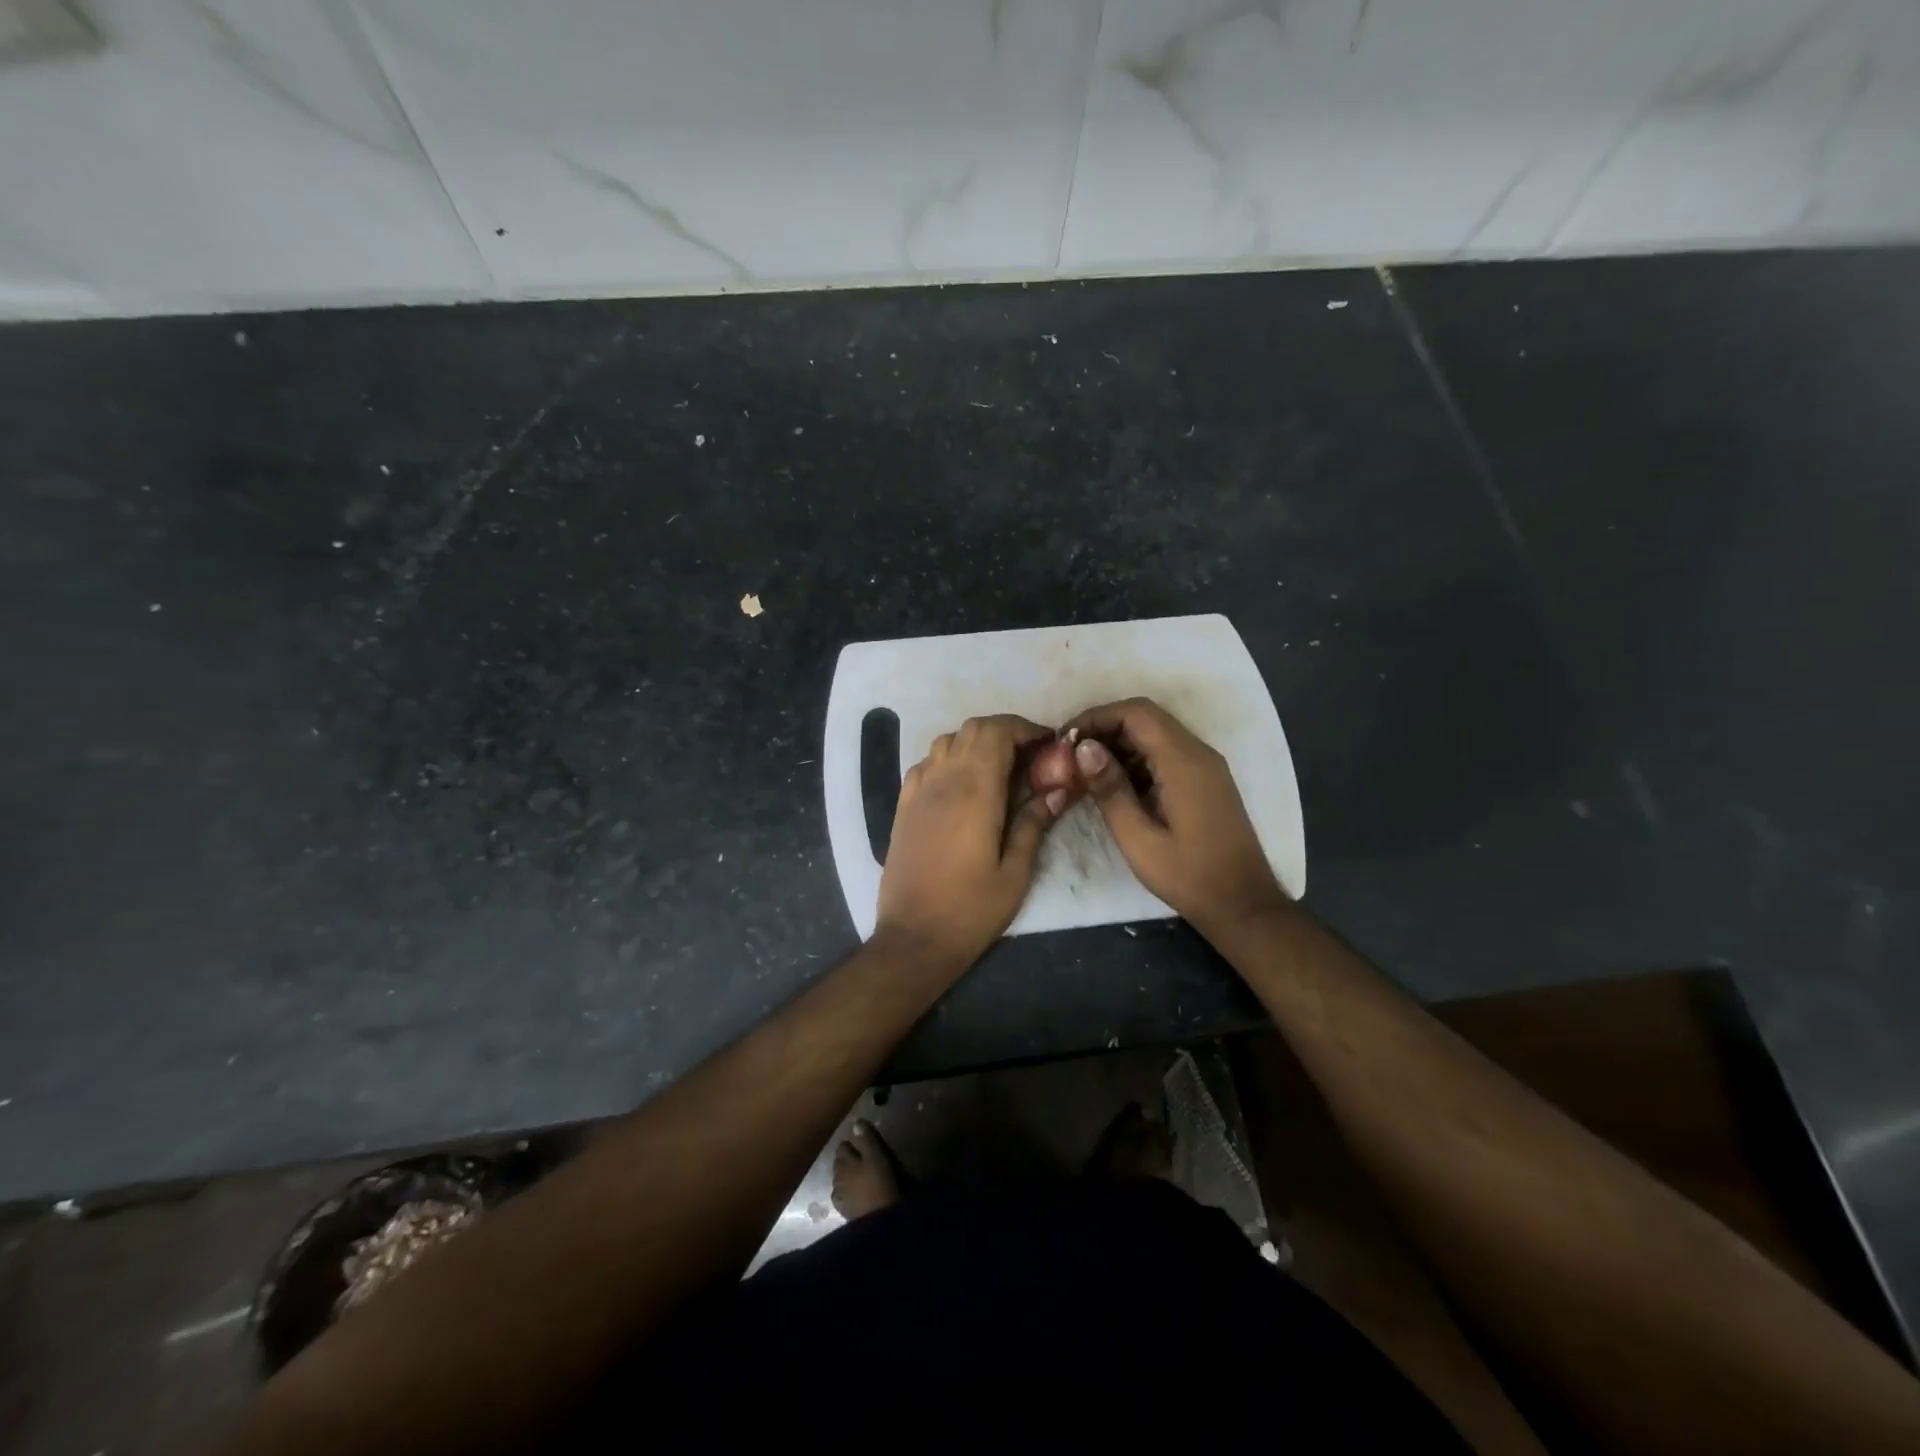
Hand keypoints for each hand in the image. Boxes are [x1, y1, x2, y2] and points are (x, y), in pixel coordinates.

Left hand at [875, 715, 1069, 966]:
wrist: (914, 937)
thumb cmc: (971, 909)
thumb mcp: (1016, 872)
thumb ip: (1035, 823)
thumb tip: (1057, 789)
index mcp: (975, 790)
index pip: (997, 731)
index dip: (1025, 729)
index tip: (1048, 745)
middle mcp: (943, 779)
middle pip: (973, 728)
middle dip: (1005, 731)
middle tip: (1031, 757)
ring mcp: (918, 790)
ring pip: (948, 740)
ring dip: (977, 742)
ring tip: (1000, 769)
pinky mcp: (903, 805)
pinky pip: (927, 763)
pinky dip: (950, 759)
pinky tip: (963, 786)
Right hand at [1063, 698, 1286, 931]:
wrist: (1242, 904)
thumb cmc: (1188, 876)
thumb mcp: (1139, 839)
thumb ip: (1111, 790)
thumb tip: (1083, 748)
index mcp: (1184, 762)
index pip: (1136, 713)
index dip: (1097, 716)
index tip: (1065, 738)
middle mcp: (1198, 753)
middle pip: (1146, 718)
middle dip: (1104, 728)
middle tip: (1069, 755)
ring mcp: (1205, 766)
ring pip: (1155, 734)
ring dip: (1119, 744)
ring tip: (1085, 771)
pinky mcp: (1205, 780)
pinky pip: (1166, 753)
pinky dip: (1136, 758)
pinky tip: (1114, 785)